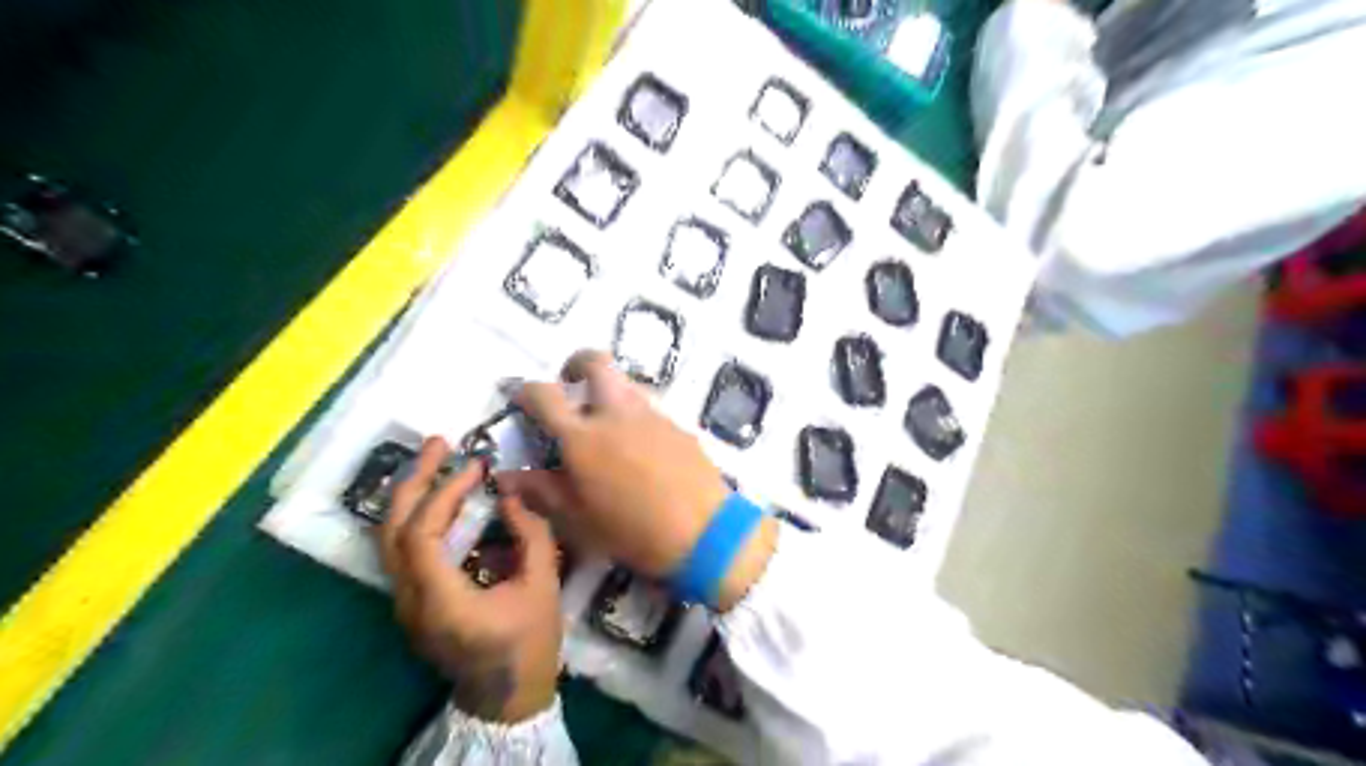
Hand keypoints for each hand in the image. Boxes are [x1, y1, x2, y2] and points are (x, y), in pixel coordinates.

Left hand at [378, 438, 559, 724]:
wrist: (506, 697)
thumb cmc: (529, 644)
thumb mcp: (542, 586)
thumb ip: (530, 535)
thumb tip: (511, 495)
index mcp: (440, 599)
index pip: (422, 532)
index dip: (445, 491)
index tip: (478, 466)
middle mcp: (409, 599)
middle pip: (391, 530)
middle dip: (413, 480)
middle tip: (439, 443)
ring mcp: (404, 603)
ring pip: (389, 538)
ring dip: (411, 495)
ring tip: (437, 461)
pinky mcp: (412, 602)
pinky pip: (403, 549)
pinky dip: (418, 516)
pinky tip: (442, 499)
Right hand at [500, 350, 778, 611]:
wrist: (704, 532)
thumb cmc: (632, 531)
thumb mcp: (578, 519)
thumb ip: (541, 491)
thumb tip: (506, 476)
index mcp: (583, 436)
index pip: (544, 394)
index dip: (526, 391)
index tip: (522, 400)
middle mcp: (616, 413)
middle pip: (595, 361)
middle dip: (576, 363)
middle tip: (570, 385)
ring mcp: (652, 415)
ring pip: (626, 382)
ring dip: (608, 390)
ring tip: (604, 424)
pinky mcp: (678, 425)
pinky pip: (650, 408)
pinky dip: (635, 415)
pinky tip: (639, 449)